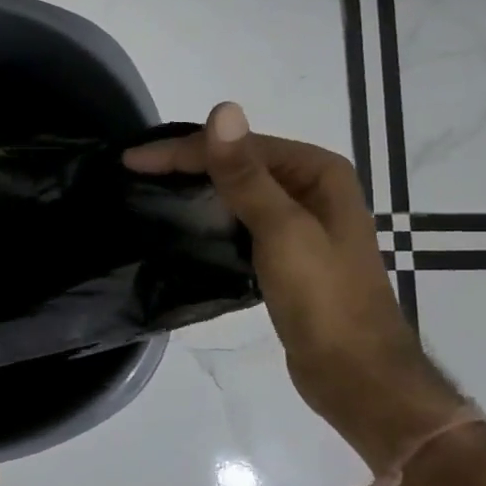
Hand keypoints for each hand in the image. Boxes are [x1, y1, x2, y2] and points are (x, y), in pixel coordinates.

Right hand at [125, 103, 439, 438]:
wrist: (355, 375)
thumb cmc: (323, 298)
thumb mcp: (281, 229)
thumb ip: (246, 173)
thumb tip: (222, 109)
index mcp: (317, 171)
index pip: (238, 146)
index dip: (182, 150)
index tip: (130, 161)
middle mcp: (311, 188)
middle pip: (237, 163)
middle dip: (186, 165)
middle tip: (133, 174)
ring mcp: (301, 222)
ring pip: (237, 192)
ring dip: (197, 189)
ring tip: (149, 194)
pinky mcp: (287, 254)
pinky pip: (241, 221)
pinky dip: (212, 217)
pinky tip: (185, 225)